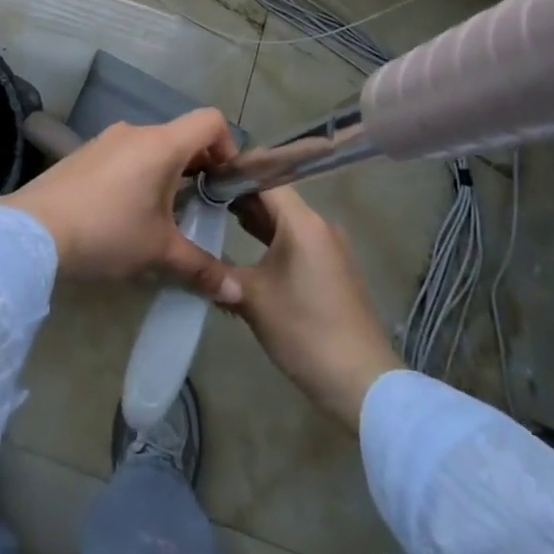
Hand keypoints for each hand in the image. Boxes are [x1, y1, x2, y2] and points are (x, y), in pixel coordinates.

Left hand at [0, 110, 242, 299]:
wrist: (33, 231)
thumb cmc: (107, 231)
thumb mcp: (158, 252)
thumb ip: (201, 269)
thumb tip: (237, 295)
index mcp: (161, 144)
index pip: (210, 121)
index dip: (228, 147)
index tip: (224, 184)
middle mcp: (136, 132)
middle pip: (182, 136)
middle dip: (198, 168)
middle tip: (200, 209)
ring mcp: (106, 140)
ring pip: (151, 147)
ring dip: (166, 174)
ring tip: (162, 217)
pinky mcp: (84, 153)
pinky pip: (125, 155)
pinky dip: (138, 175)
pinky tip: (125, 214)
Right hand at [221, 186, 400, 431]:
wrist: (362, 383)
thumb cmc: (304, 331)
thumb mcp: (252, 299)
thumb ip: (219, 270)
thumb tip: (191, 258)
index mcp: (303, 223)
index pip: (265, 177)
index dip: (233, 170)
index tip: (202, 170)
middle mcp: (320, 226)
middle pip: (275, 197)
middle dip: (238, 194)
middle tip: (200, 193)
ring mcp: (329, 248)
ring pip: (285, 220)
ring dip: (254, 217)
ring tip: (214, 214)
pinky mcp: (332, 269)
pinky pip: (296, 239)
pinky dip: (270, 237)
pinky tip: (245, 244)